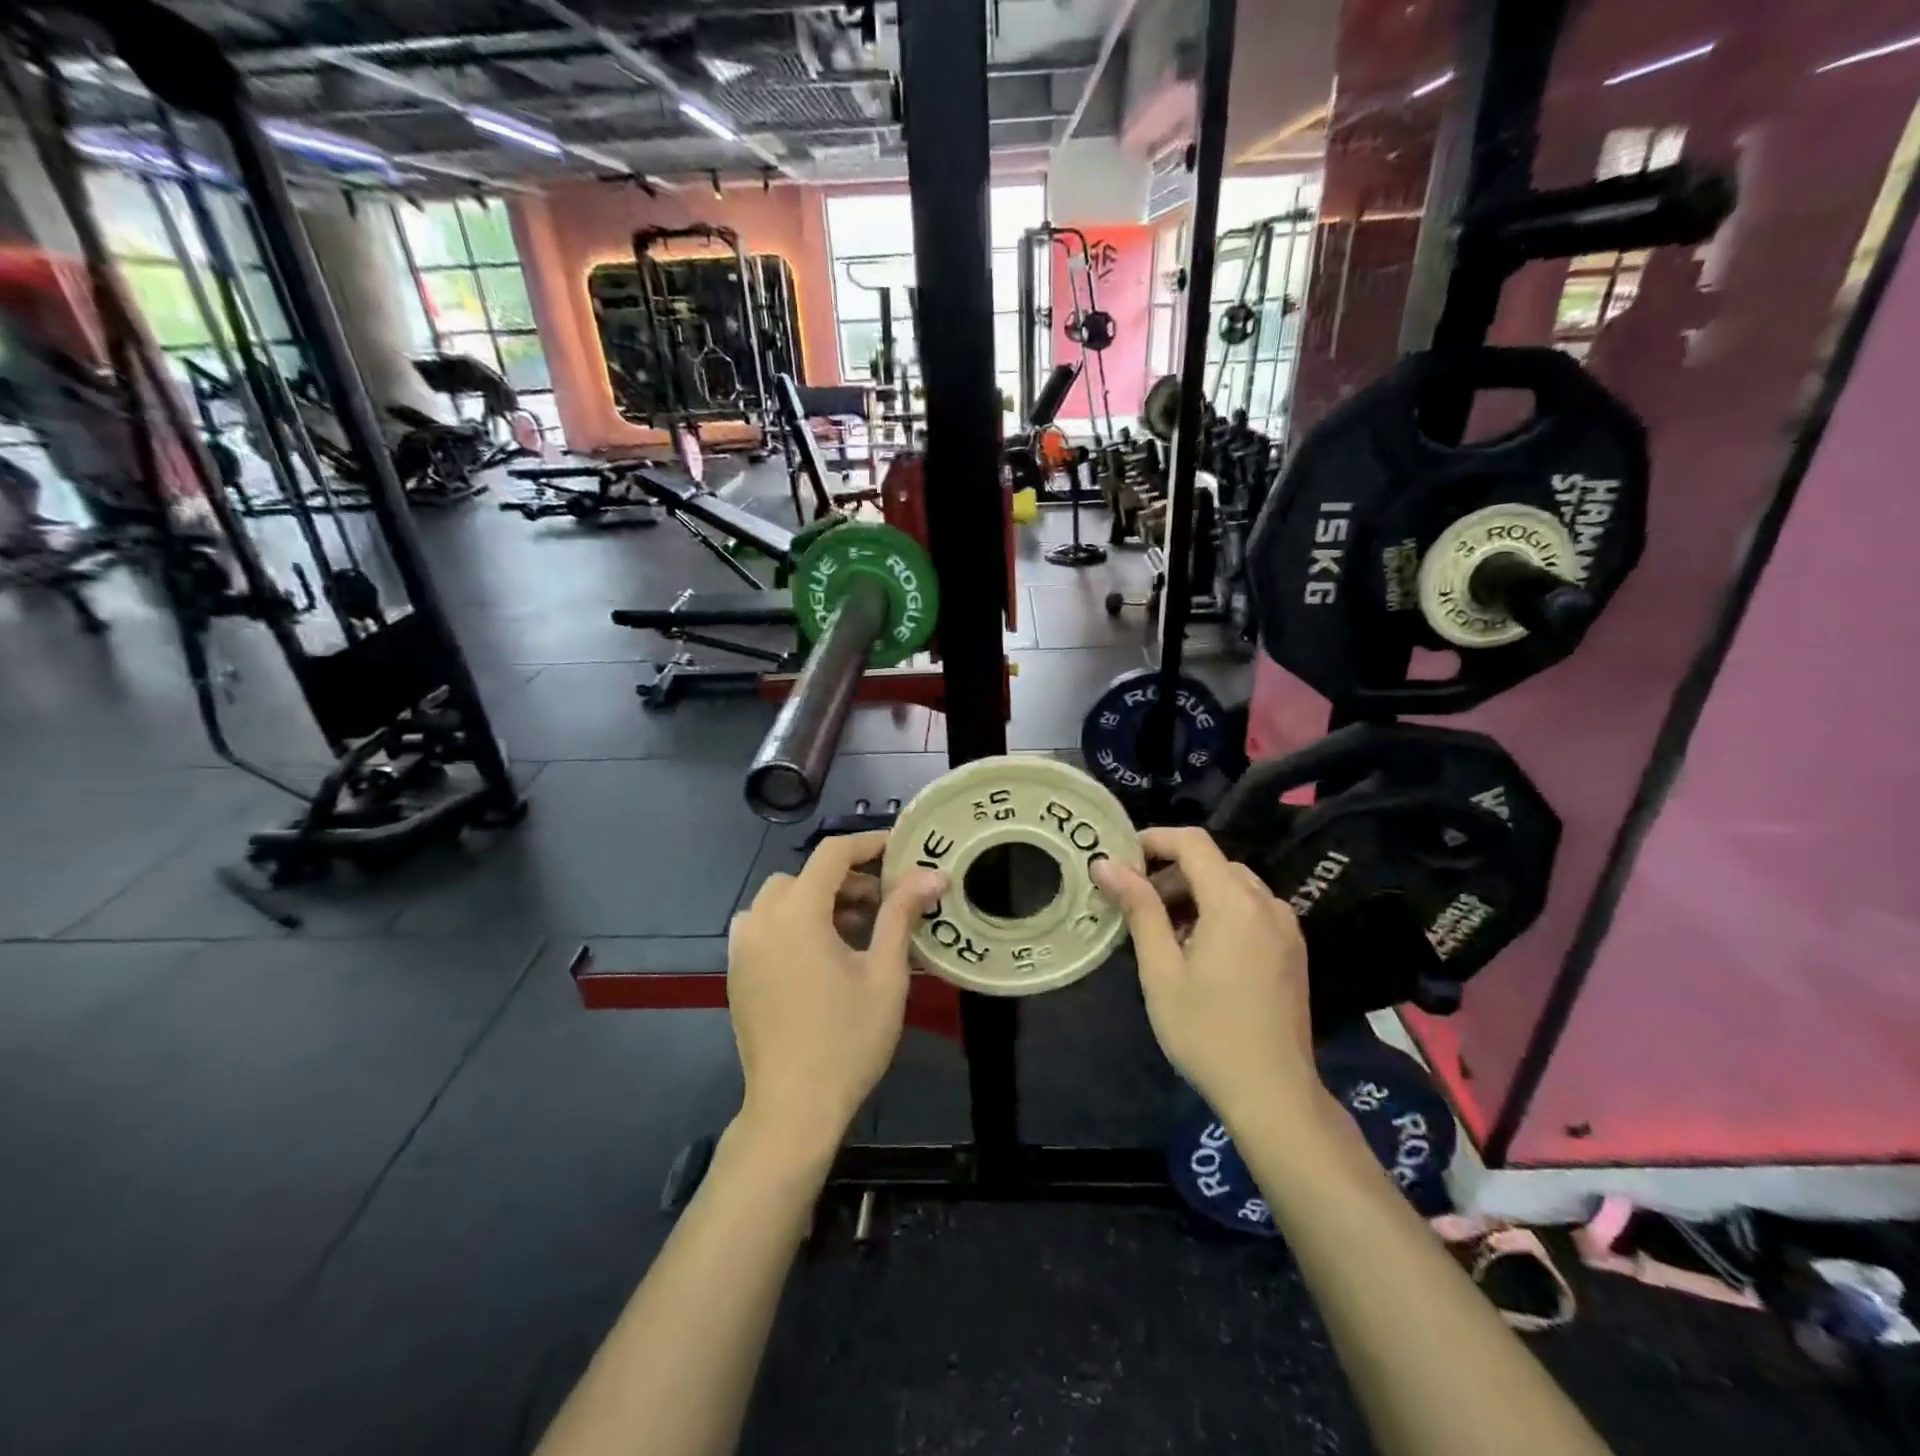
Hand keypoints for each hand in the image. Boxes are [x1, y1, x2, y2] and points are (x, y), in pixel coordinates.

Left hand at [727, 830, 945, 1156]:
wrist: (793, 1109)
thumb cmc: (848, 1039)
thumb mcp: (884, 973)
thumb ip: (902, 914)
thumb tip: (931, 873)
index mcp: (797, 914)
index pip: (832, 854)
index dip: (868, 844)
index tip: (900, 850)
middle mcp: (762, 920)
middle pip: (805, 875)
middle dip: (846, 879)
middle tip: (883, 903)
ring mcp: (743, 948)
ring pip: (781, 898)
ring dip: (816, 899)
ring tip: (853, 929)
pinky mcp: (737, 972)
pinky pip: (763, 925)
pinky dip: (791, 921)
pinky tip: (819, 953)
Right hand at [1093, 827, 1318, 1123]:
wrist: (1274, 1095)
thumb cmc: (1207, 1032)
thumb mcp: (1161, 970)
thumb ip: (1139, 909)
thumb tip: (1106, 864)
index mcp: (1235, 903)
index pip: (1193, 843)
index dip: (1154, 840)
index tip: (1120, 859)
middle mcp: (1267, 905)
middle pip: (1213, 863)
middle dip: (1170, 872)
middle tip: (1134, 903)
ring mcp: (1285, 928)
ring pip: (1233, 886)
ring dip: (1194, 893)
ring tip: (1161, 931)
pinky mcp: (1291, 950)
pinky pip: (1250, 910)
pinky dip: (1219, 912)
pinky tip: (1197, 949)